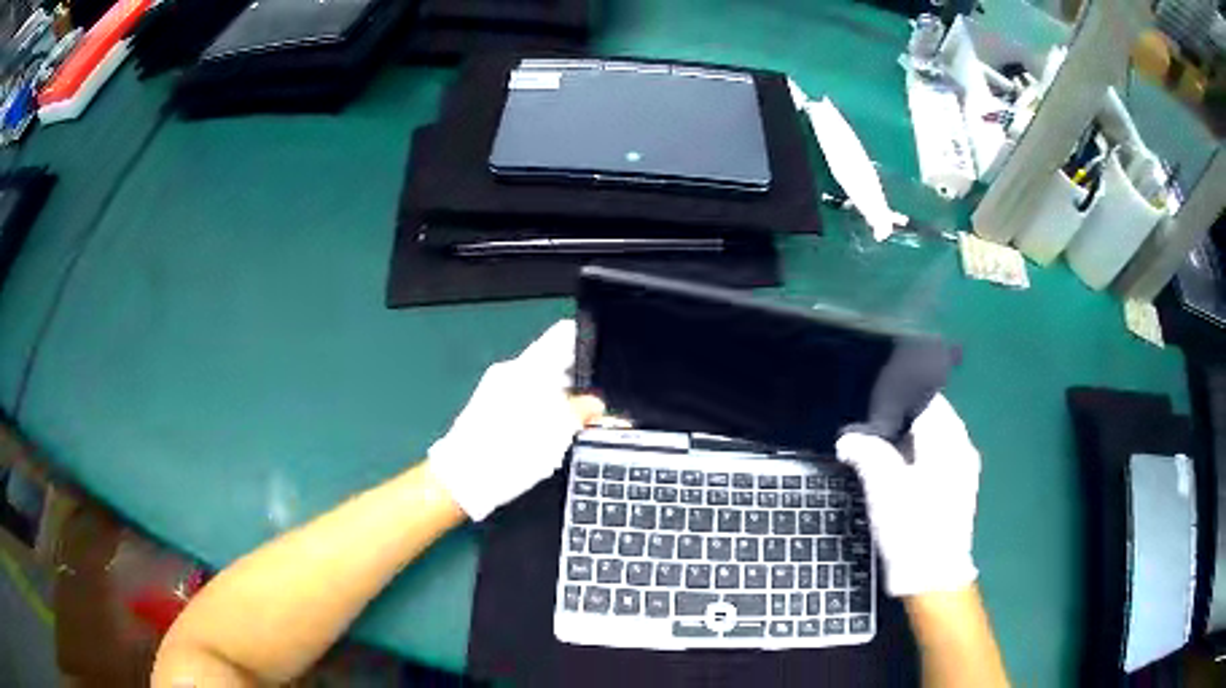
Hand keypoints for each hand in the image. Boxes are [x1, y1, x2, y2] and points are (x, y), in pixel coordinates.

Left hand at [427, 320, 603, 520]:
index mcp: (528, 366)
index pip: (563, 336)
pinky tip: (548, 441)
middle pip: (552, 365)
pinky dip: (540, 417)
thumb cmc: (511, 450)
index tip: (603, 366)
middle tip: (595, 408)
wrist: (463, 479)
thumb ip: (582, 410)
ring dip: (559, 404)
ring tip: (574, 429)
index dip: (587, 346)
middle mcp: (510, 372)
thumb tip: (595, 404)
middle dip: (576, 383)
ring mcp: (496, 392)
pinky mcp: (489, 413)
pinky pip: (523, 404)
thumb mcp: (558, 431)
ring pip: (539, 388)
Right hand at [835, 394, 979, 596]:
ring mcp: (964, 470)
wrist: (933, 577)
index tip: (871, 415)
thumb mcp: (882, 487)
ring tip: (881, 459)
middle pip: (932, 419)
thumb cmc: (911, 527)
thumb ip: (866, 453)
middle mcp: (962, 447)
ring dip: (910, 444)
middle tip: (870, 437)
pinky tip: (901, 480)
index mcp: (949, 439)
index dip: (897, 403)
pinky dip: (919, 461)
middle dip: (902, 425)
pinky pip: (939, 461)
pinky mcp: (959, 491)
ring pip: (935, 441)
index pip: (925, 401)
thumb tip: (847, 438)